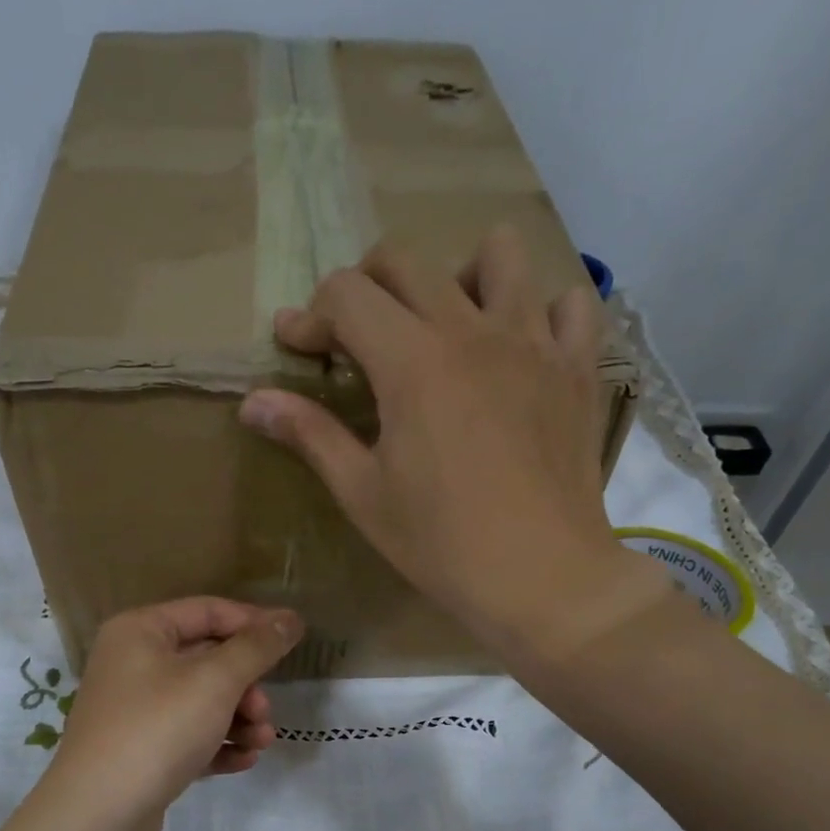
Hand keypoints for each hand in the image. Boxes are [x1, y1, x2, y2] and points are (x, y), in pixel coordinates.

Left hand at [37, 598, 302, 830]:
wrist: (99, 815)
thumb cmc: (158, 730)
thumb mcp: (215, 682)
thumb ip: (256, 647)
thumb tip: (289, 618)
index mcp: (141, 631)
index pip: (208, 611)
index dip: (254, 623)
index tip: (294, 639)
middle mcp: (133, 663)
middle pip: (207, 659)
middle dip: (246, 686)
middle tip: (264, 712)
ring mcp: (135, 709)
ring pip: (201, 701)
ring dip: (239, 719)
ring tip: (261, 743)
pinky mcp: (141, 750)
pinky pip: (189, 735)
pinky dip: (218, 744)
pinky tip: (243, 761)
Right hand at [238, 225, 671, 664]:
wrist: (540, 576)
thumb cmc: (440, 543)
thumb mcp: (363, 494)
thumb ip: (311, 435)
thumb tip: (252, 402)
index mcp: (411, 362)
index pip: (347, 295)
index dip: (310, 315)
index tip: (298, 349)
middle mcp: (472, 330)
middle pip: (408, 262)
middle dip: (366, 285)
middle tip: (356, 336)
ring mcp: (534, 342)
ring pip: (498, 254)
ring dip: (458, 275)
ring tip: (446, 326)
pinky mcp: (577, 367)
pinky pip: (568, 303)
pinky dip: (540, 309)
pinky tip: (520, 347)